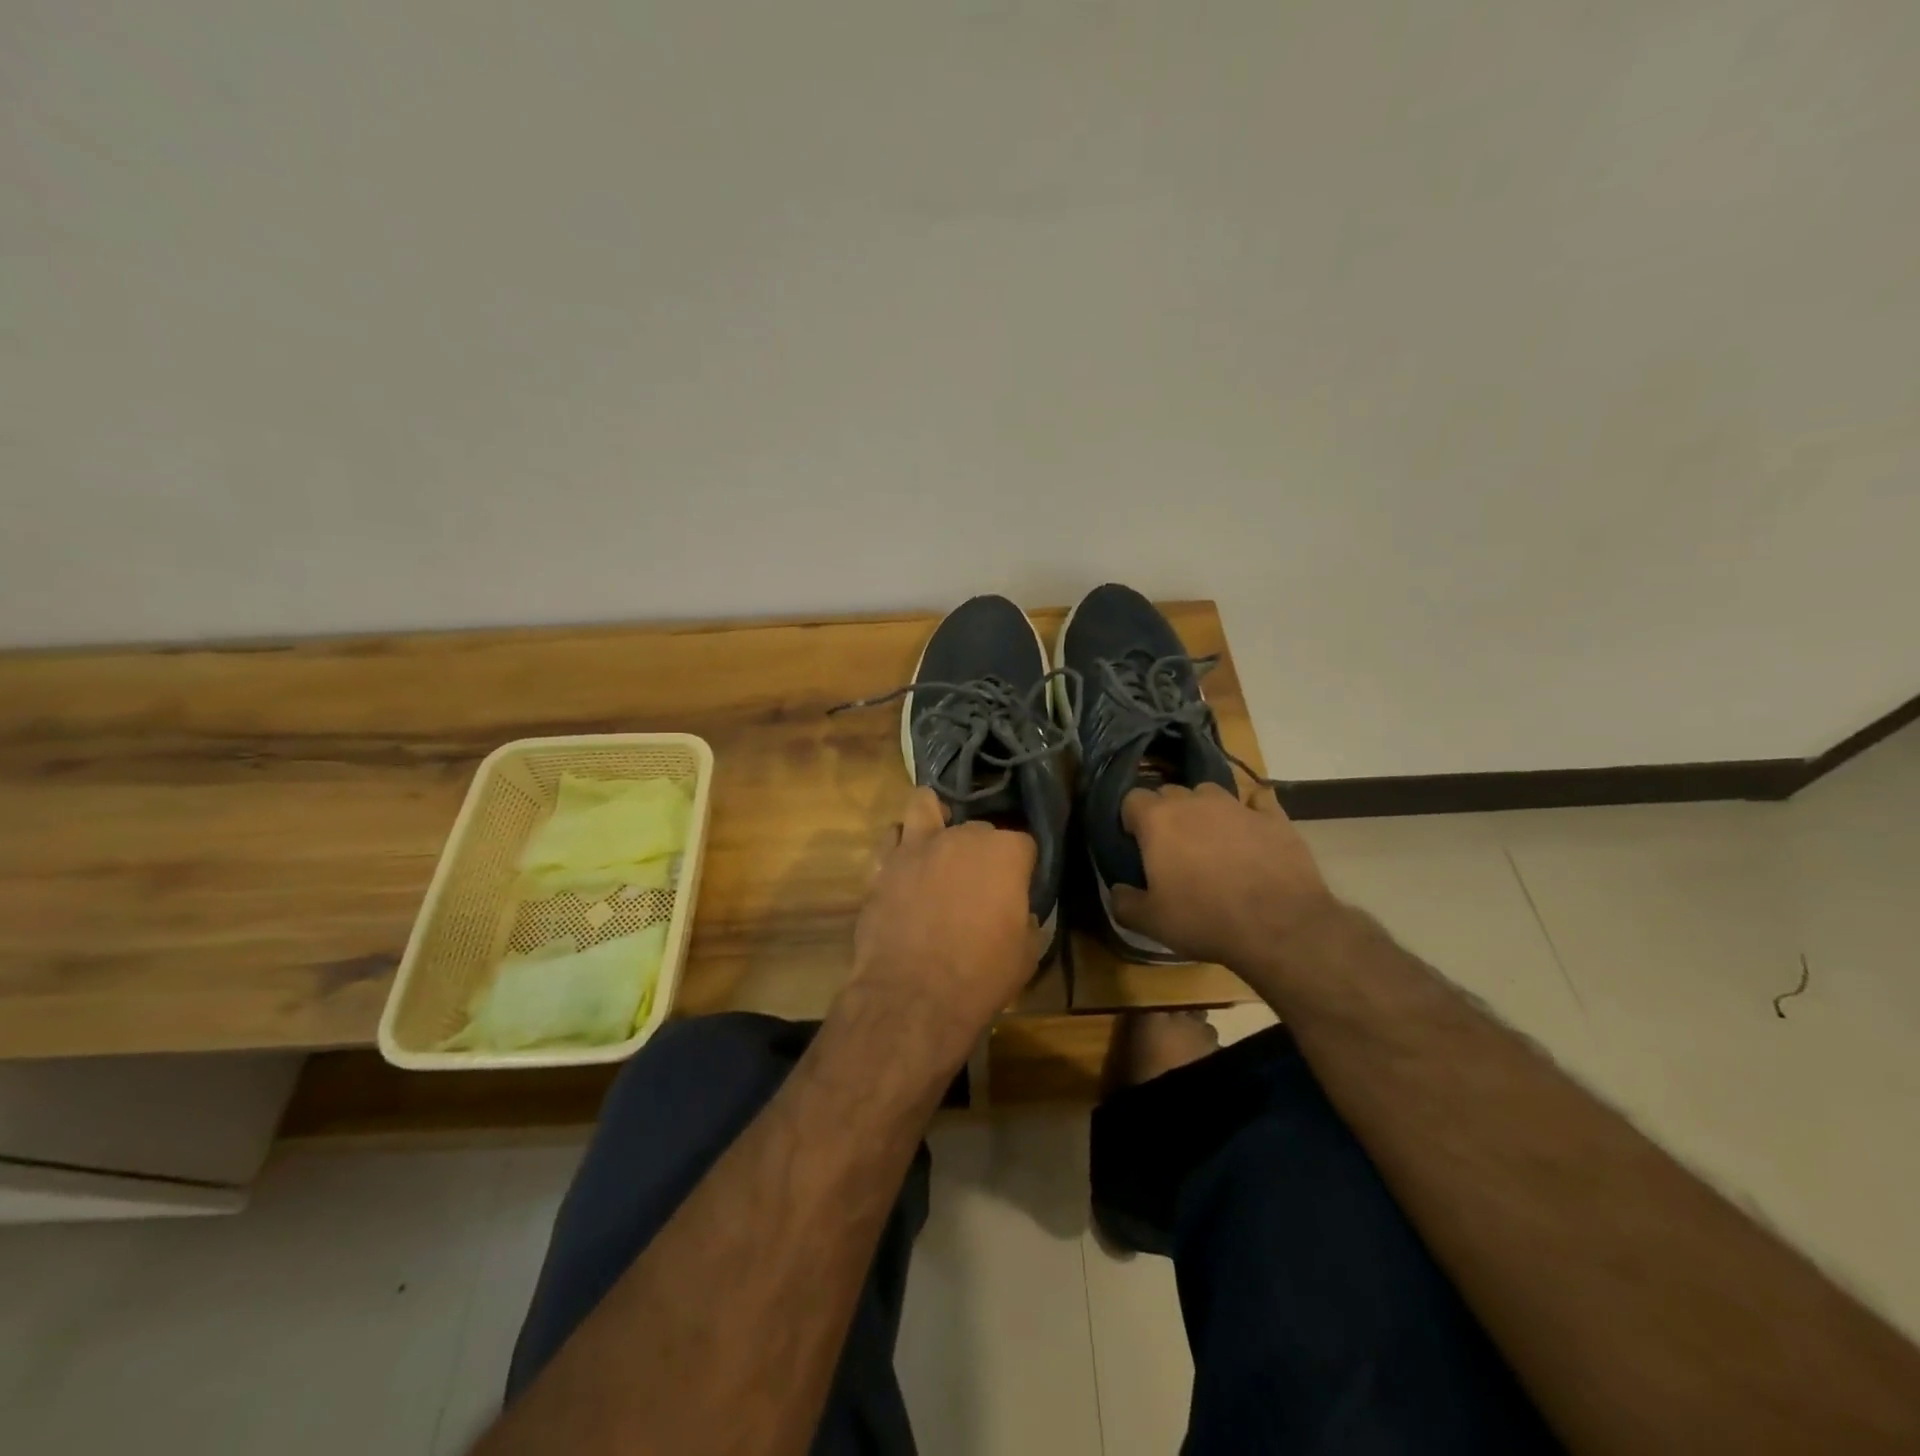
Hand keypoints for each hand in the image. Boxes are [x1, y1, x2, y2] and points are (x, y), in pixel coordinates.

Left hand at [846, 788, 1038, 1066]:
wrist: (914, 996)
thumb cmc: (980, 976)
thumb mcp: (1026, 952)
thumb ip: (1025, 918)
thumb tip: (1018, 911)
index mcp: (1004, 853)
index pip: (1023, 844)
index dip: (1022, 867)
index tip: (1018, 889)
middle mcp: (961, 837)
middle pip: (978, 828)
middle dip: (981, 850)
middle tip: (978, 882)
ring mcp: (917, 846)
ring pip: (924, 805)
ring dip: (934, 819)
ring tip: (936, 839)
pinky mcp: (883, 865)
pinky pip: (890, 838)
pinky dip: (899, 846)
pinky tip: (905, 863)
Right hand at [1110, 783, 1334, 966]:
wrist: (1280, 927)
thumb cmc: (1205, 920)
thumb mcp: (1150, 922)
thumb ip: (1123, 902)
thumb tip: (1118, 889)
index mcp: (1158, 820)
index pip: (1132, 799)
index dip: (1130, 819)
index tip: (1136, 843)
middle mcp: (1195, 802)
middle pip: (1169, 792)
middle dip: (1165, 812)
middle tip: (1170, 846)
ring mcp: (1237, 806)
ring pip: (1209, 792)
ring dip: (1203, 809)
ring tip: (1209, 839)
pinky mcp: (1274, 818)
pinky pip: (1257, 801)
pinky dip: (1250, 812)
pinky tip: (1251, 831)